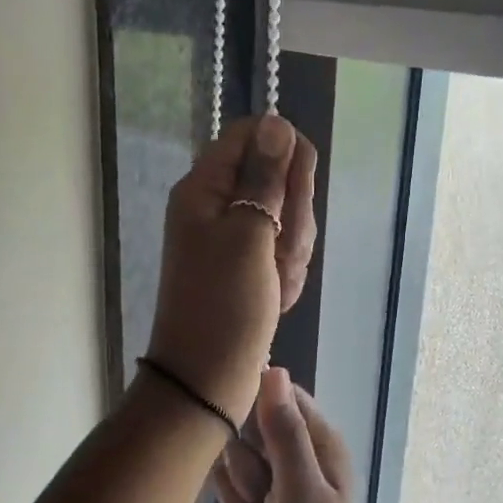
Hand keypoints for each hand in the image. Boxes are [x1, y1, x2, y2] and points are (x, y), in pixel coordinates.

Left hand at [145, 115, 316, 423]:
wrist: (207, 380)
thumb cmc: (225, 306)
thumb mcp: (249, 235)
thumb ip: (265, 177)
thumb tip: (276, 123)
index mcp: (204, 187)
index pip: (251, 134)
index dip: (284, 153)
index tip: (298, 189)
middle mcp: (216, 204)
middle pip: (275, 176)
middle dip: (294, 214)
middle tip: (283, 251)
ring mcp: (233, 236)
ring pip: (286, 216)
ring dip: (293, 249)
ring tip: (278, 281)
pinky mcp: (248, 264)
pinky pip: (282, 249)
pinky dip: (287, 271)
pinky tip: (279, 296)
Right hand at [213, 368, 367, 502]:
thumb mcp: (299, 489)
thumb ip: (284, 431)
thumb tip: (273, 370)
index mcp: (318, 442)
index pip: (275, 396)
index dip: (254, 418)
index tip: (250, 446)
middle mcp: (297, 457)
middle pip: (244, 436)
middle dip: (244, 474)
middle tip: (264, 500)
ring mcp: (277, 486)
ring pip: (230, 471)